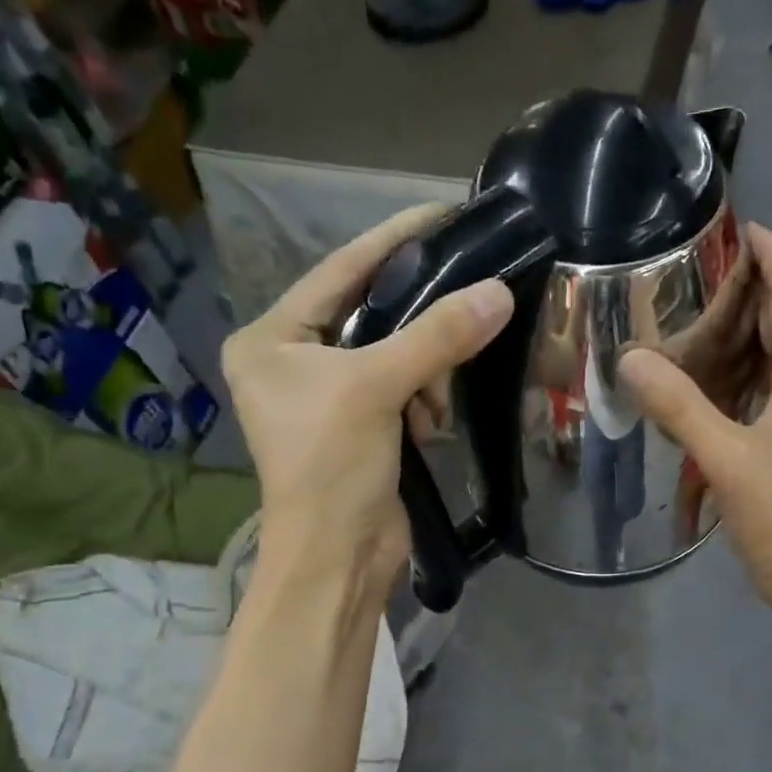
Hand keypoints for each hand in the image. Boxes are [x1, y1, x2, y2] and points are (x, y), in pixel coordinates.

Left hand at [221, 204, 513, 591]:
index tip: (444, 213)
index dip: (393, 241)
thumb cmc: (332, 467)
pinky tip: (430, 427)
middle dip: (418, 324)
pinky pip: (404, 393)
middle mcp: (294, 362)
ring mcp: (329, 400)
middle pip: (371, 315)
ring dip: (424, 374)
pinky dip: (423, 403)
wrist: (338, 559)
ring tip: (432, 405)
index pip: (340, 271)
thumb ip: (437, 336)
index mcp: (271, 339)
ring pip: (395, 356)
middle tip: (466, 310)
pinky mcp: (362, 431)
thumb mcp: (377, 389)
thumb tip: (499, 292)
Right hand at [619, 224, 771, 619]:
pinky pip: (765, 393)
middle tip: (699, 272)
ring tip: (696, 318)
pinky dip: (738, 376)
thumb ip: (680, 408)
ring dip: (744, 334)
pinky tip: (705, 385)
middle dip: (751, 291)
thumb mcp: (724, 459)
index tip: (743, 225)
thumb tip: (631, 358)